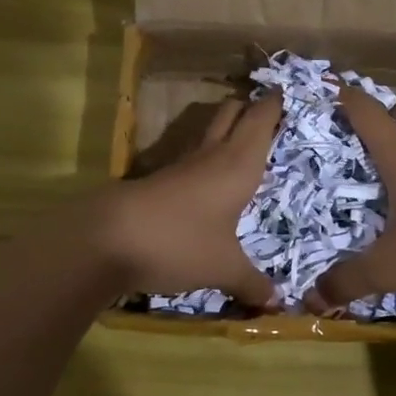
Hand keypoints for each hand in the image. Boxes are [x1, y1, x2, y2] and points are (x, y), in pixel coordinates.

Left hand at [93, 93, 282, 305]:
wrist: (109, 239)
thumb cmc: (181, 242)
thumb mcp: (223, 268)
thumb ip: (251, 283)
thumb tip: (276, 303)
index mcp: (238, 164)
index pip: (260, 119)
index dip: (274, 104)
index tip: (286, 92)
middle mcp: (211, 156)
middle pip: (231, 114)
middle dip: (249, 109)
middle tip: (268, 114)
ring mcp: (181, 166)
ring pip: (209, 135)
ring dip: (226, 132)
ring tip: (244, 145)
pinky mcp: (159, 182)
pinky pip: (192, 161)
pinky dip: (207, 161)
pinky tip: (210, 181)